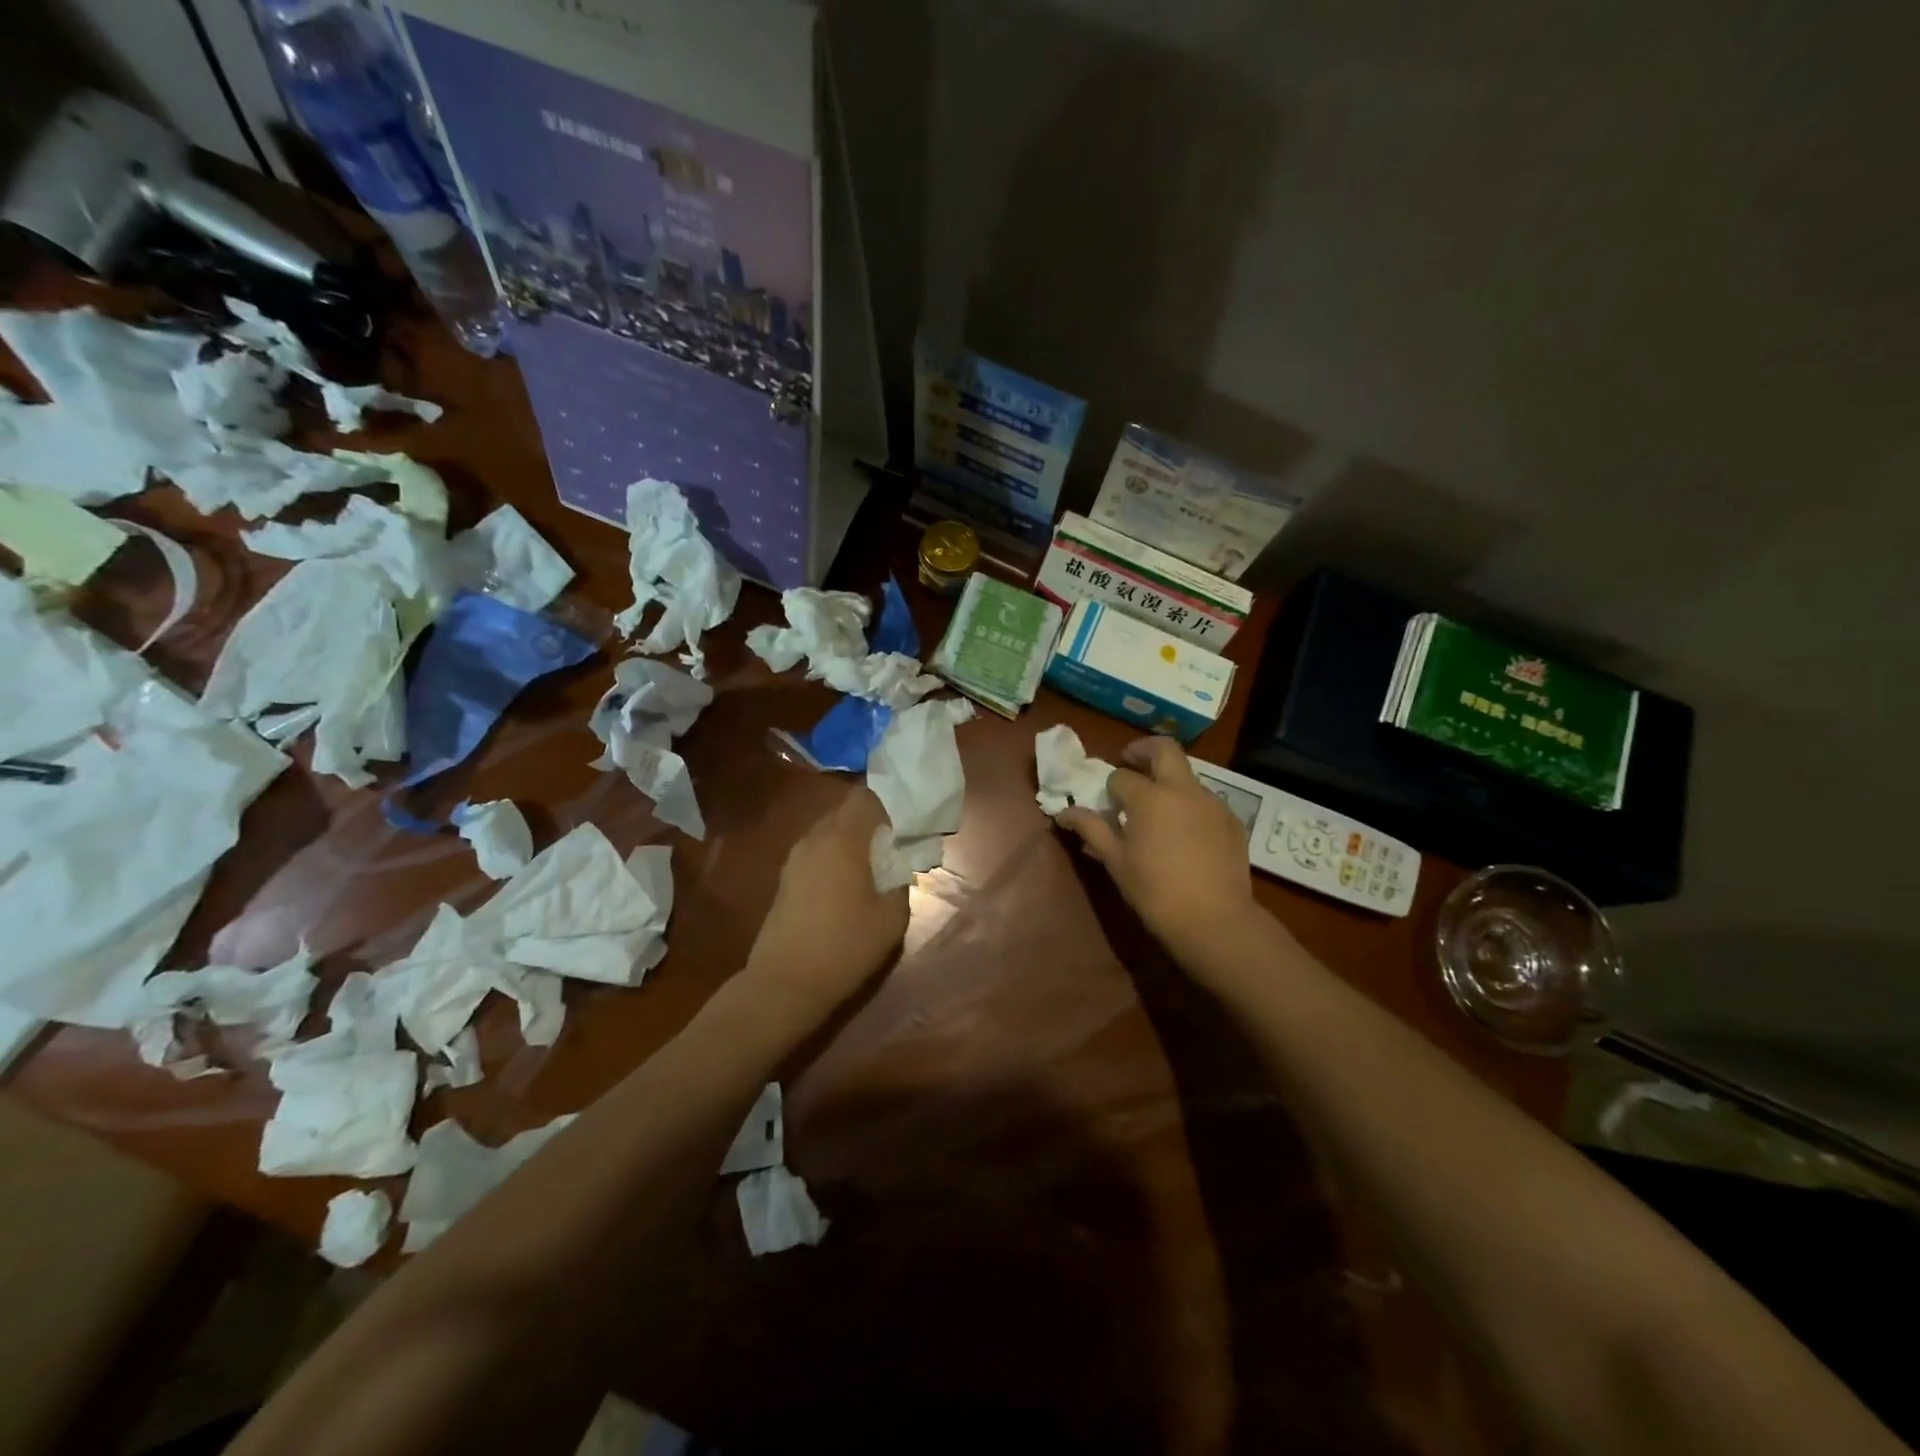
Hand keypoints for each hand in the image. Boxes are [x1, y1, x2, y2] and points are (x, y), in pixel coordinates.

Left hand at [745, 787, 908, 1023]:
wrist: (785, 983)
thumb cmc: (845, 946)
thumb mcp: (891, 918)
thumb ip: (901, 882)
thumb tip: (897, 867)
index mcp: (842, 839)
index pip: (865, 797)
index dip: (888, 802)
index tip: (906, 820)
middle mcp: (815, 839)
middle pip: (845, 812)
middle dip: (870, 820)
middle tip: (893, 842)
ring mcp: (795, 858)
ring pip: (828, 832)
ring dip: (851, 840)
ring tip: (873, 864)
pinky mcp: (785, 879)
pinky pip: (816, 852)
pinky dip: (834, 857)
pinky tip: (848, 884)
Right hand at [1057, 736, 1259, 965]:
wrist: (1214, 920)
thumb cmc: (1155, 891)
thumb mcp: (1115, 861)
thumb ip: (1091, 829)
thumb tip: (1064, 812)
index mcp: (1150, 796)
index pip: (1121, 776)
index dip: (1109, 787)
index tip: (1105, 802)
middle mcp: (1183, 789)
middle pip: (1164, 749)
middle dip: (1143, 749)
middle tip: (1130, 762)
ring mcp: (1212, 803)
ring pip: (1187, 776)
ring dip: (1168, 781)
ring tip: (1158, 811)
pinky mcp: (1232, 821)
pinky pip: (1206, 802)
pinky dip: (1190, 806)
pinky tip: (1185, 835)